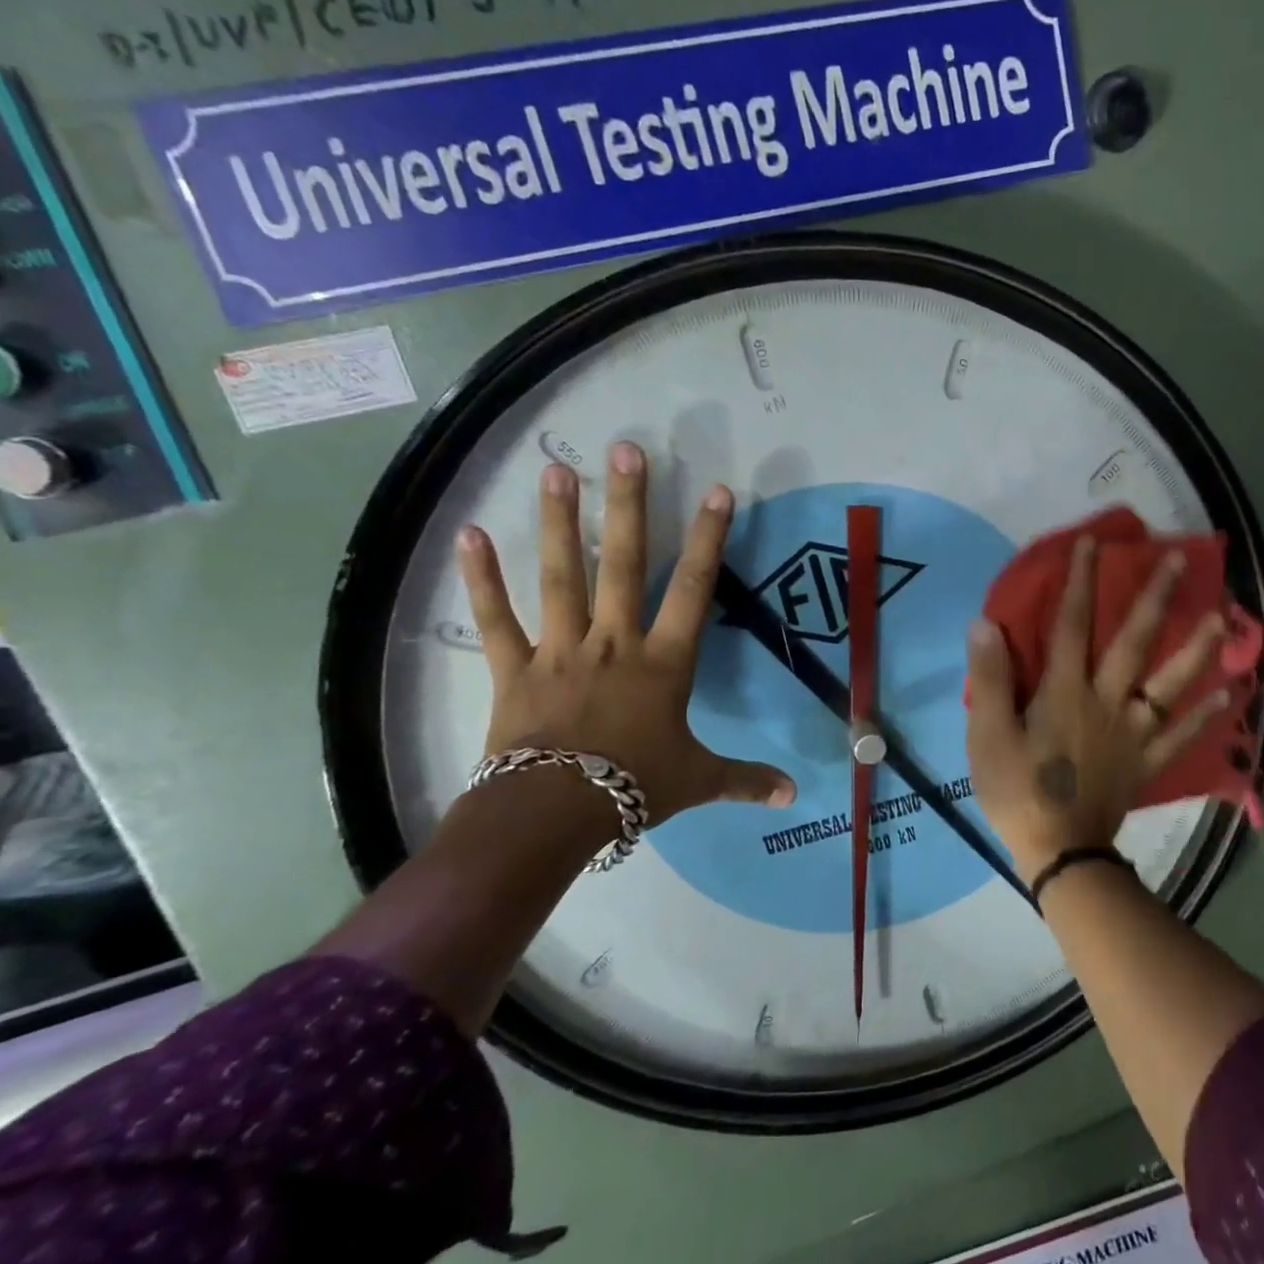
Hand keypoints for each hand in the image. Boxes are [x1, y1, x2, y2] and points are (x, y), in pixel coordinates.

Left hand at [457, 441, 795, 827]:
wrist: (554, 813)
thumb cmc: (635, 787)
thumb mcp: (699, 781)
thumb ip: (746, 780)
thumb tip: (795, 797)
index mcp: (663, 662)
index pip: (693, 590)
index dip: (708, 539)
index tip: (717, 492)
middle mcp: (614, 642)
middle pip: (623, 564)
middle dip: (628, 505)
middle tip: (626, 449)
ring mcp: (560, 650)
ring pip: (561, 577)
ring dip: (558, 523)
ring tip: (556, 471)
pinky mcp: (515, 669)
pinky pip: (497, 619)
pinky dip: (481, 579)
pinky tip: (468, 534)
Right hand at [964, 537, 1232, 884]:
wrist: (1059, 851)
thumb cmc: (1018, 790)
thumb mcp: (988, 735)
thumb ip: (991, 678)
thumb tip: (987, 623)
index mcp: (1065, 691)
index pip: (1072, 624)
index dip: (1081, 582)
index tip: (1092, 544)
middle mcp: (1107, 701)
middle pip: (1135, 643)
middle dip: (1156, 599)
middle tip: (1181, 561)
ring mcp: (1133, 732)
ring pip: (1171, 683)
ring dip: (1197, 648)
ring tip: (1222, 619)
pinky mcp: (1146, 761)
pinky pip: (1181, 735)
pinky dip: (1206, 715)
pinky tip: (1227, 694)